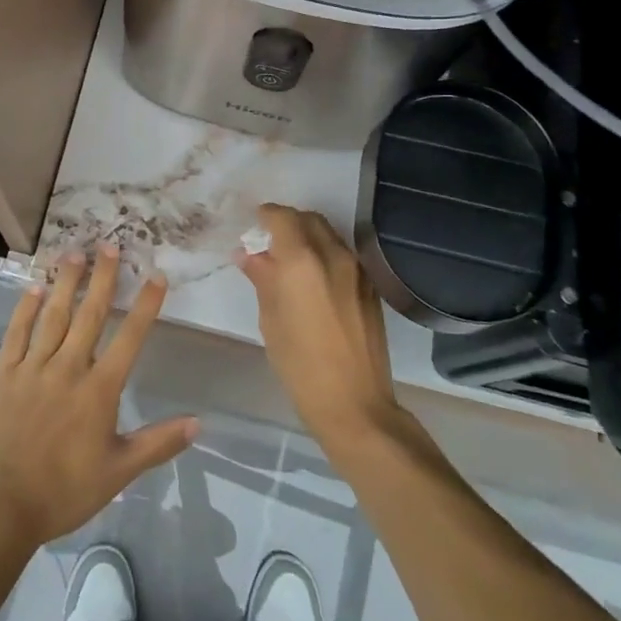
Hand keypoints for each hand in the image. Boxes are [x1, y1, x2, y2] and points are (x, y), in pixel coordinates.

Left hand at [0, 245, 198, 548]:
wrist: (1, 506)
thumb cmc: (65, 491)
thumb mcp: (119, 471)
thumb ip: (159, 443)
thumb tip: (199, 422)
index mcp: (99, 390)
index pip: (129, 338)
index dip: (145, 305)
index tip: (156, 276)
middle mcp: (69, 367)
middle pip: (90, 313)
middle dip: (104, 278)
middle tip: (111, 245)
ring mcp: (33, 367)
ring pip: (54, 314)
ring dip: (67, 281)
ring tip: (75, 253)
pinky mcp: (4, 373)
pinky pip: (17, 332)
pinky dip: (26, 307)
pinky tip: (35, 287)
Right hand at [237, 203, 401, 453]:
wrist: (355, 404)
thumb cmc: (300, 364)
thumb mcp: (270, 319)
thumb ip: (262, 278)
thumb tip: (250, 255)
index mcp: (302, 260)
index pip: (281, 217)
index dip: (264, 217)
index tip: (253, 228)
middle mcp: (333, 255)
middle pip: (309, 219)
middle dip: (287, 223)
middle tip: (269, 243)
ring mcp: (357, 270)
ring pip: (328, 235)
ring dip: (307, 237)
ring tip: (290, 262)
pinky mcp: (370, 287)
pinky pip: (343, 255)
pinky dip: (324, 254)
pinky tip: (313, 281)